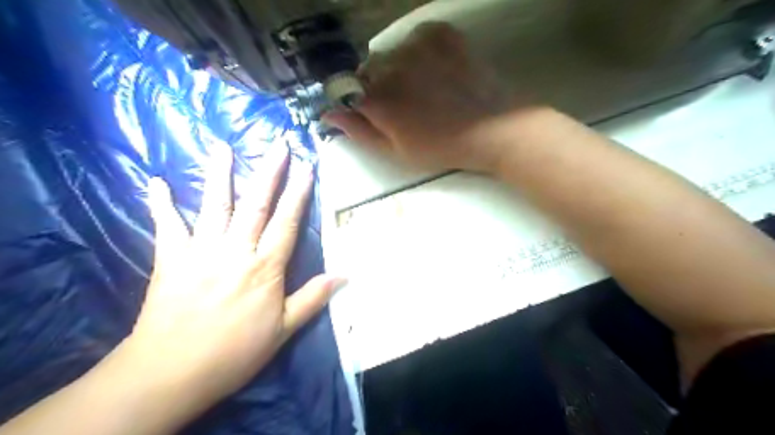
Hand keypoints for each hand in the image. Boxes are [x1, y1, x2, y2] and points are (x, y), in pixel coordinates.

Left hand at [112, 146, 341, 420]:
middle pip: (256, 204)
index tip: (306, 167)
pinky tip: (156, 181)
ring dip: (220, 174)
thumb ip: (313, 298)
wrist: (171, 372)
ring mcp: (201, 250)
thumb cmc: (234, 351)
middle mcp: (235, 250)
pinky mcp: (170, 259)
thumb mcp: (284, 329)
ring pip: (214, 205)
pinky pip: (167, 225)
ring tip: (223, 146)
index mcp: (264, 267)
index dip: (299, 193)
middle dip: (269, 172)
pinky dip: (161, 203)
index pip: (287, 221)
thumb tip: (345, 276)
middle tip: (278, 145)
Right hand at [321, 23, 525, 174]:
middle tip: (404, 106)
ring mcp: (417, 46)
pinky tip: (435, 70)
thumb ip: (360, 132)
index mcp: (378, 100)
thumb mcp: (397, 152)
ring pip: (391, 54)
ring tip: (423, 88)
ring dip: (398, 69)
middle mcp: (391, 66)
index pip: (346, 91)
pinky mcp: (441, 35)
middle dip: (377, 87)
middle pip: (368, 71)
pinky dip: (419, 52)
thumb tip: (328, 115)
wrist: (491, 129)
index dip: (356, 103)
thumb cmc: (441, 148)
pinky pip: (416, 38)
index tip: (371, 113)